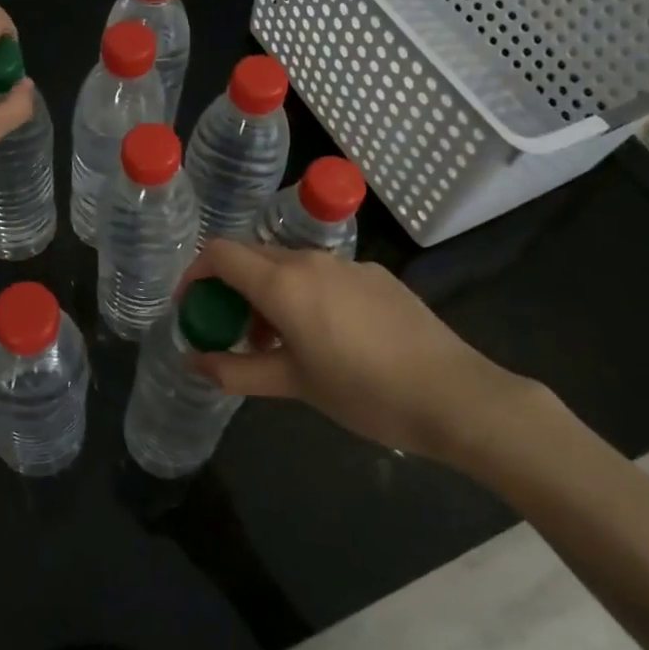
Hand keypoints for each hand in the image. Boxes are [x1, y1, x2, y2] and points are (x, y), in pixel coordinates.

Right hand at [184, 238, 545, 463]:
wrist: (456, 396)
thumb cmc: (364, 392)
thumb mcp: (293, 385)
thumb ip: (236, 371)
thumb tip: (194, 362)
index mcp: (284, 282)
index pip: (220, 254)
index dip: (195, 275)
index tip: (192, 308)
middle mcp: (311, 260)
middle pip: (252, 257)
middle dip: (230, 287)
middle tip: (230, 329)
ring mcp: (348, 265)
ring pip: (288, 265)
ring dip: (267, 292)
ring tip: (276, 341)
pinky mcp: (377, 276)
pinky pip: (323, 274)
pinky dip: (303, 294)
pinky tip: (325, 336)